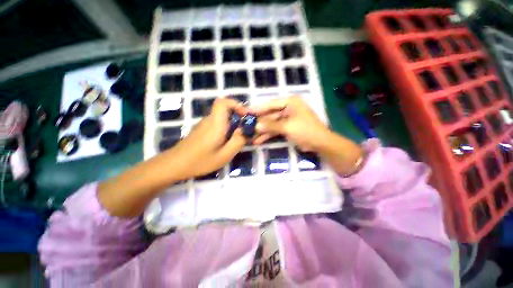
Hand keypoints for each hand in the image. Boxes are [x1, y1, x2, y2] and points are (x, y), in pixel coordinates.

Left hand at [170, 98, 247, 179]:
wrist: (175, 164)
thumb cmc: (201, 161)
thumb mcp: (224, 155)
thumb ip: (238, 141)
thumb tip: (247, 130)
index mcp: (216, 123)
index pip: (224, 102)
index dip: (236, 105)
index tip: (245, 115)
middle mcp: (210, 120)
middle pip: (225, 109)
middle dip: (238, 116)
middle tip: (246, 130)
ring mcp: (205, 124)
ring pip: (222, 117)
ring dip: (233, 123)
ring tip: (238, 137)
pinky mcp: (202, 129)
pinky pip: (218, 123)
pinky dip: (226, 128)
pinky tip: (226, 142)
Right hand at [250, 96, 330, 150]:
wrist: (320, 143)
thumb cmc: (305, 130)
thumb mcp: (287, 127)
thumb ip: (271, 125)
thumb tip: (256, 125)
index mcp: (290, 102)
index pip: (270, 104)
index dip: (258, 109)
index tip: (246, 112)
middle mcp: (288, 108)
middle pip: (270, 115)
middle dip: (259, 122)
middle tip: (246, 126)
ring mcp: (287, 119)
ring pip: (271, 124)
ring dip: (262, 131)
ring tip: (250, 136)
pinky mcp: (287, 128)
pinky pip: (275, 130)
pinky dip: (268, 135)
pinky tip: (258, 140)